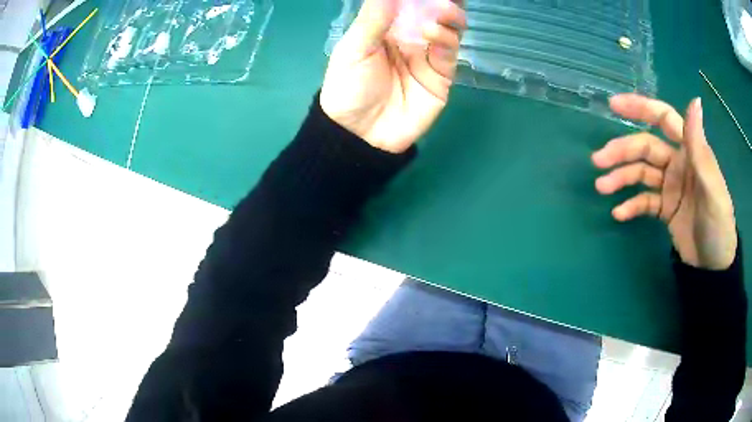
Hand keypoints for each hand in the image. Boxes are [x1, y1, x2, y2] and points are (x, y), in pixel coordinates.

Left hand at [320, 0, 466, 152]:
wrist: (360, 133)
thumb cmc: (348, 88)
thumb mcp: (354, 49)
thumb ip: (373, 19)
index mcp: (387, 28)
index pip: (409, 5)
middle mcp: (411, 38)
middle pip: (434, 14)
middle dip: (442, 2)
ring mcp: (428, 56)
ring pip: (448, 29)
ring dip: (448, 16)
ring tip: (441, 10)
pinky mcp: (441, 76)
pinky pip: (449, 52)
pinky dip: (446, 38)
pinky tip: (432, 32)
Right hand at [592, 94, 736, 269]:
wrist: (713, 267)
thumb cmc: (718, 225)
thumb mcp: (712, 187)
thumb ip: (700, 147)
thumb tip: (694, 100)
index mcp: (689, 151)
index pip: (663, 119)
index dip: (640, 108)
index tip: (614, 106)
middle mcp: (677, 163)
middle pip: (645, 148)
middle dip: (622, 151)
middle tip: (598, 161)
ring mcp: (670, 187)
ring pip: (641, 173)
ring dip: (621, 178)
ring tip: (602, 188)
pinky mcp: (665, 209)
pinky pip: (644, 202)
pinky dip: (631, 206)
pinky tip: (619, 214)